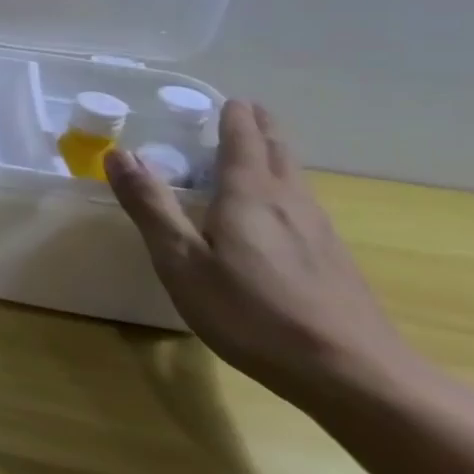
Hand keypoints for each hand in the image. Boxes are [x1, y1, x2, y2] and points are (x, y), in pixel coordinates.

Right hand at [105, 100, 412, 404]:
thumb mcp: (182, 261)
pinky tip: (278, 208)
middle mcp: (290, 201)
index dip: (232, 116)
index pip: (243, 139)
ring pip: (295, 176)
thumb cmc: (252, 314)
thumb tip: (119, 154)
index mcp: (250, 194)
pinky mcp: (332, 258)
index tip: (222, 98)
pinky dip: (285, 185)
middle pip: (278, 150)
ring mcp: (318, 230)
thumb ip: (150, 206)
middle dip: (259, 126)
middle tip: (242, 110)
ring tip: (256, 148)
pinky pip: (303, 202)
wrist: (353, 374)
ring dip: (275, 153)